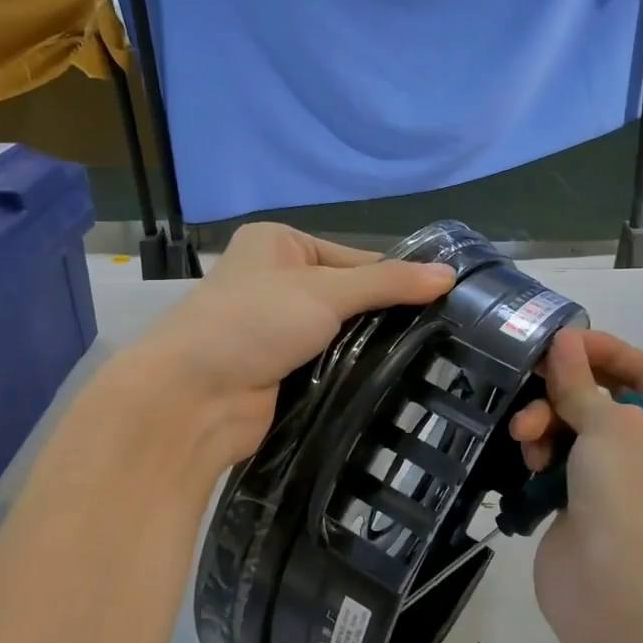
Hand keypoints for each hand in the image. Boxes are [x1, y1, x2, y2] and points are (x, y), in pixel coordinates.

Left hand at [120, 224, 453, 471]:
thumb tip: (450, 274)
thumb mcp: (327, 291)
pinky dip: (354, 373)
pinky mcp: (280, 371)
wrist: (192, 399)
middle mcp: (276, 281)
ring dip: (371, 348)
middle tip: (442, 334)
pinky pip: (329, 365)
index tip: (443, 301)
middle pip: (349, 296)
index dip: (395, 278)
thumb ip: (389, 284)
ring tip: (429, 359)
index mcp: (279, 244)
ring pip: (341, 334)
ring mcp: (276, 329)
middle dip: (385, 316)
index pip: (355, 256)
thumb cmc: (255, 322)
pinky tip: (393, 381)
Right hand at [508, 329, 642, 611]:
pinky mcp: (589, 501)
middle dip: (566, 392)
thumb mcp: (607, 425)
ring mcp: (625, 480)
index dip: (605, 349)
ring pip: (578, 428)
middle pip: (607, 399)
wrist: (612, 594)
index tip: (562, 338)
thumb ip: (579, 380)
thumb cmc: (629, 496)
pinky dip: (545, 451)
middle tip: (533, 380)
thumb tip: (563, 340)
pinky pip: (563, 458)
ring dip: (548, 422)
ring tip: (525, 434)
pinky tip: (528, 456)